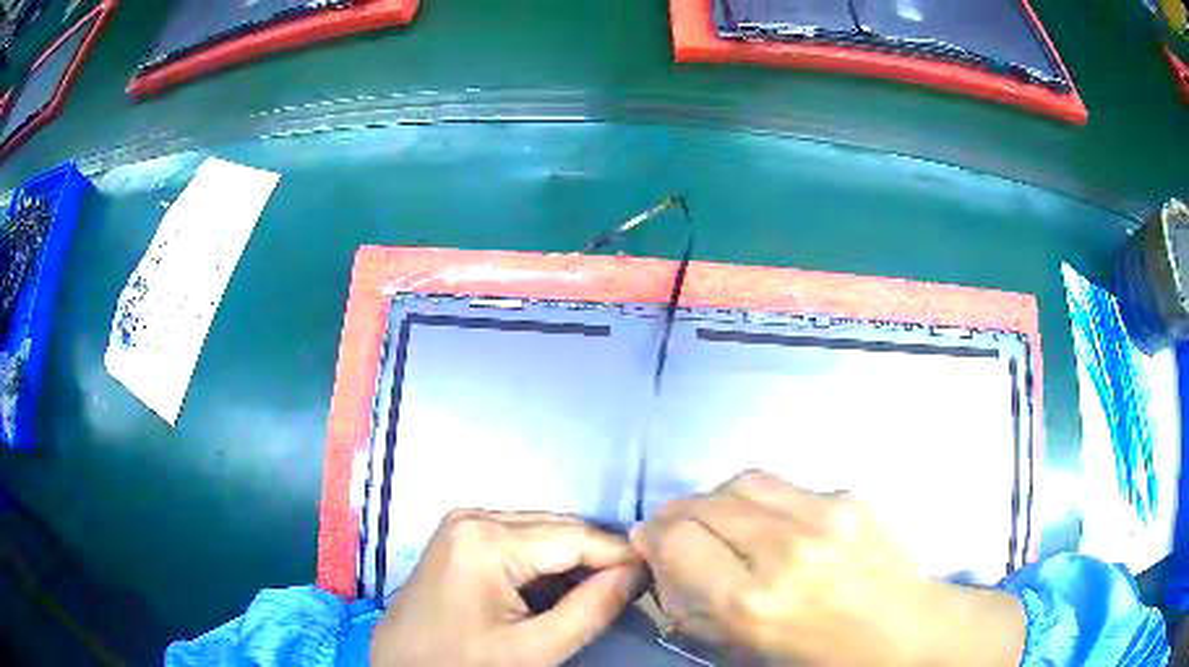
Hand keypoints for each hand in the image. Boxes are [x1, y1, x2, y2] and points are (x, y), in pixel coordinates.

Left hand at [371, 510, 643, 666]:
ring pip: (539, 533)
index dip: (620, 556)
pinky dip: (543, 564)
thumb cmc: (464, 664)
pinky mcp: (458, 539)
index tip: (653, 576)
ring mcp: (461, 525)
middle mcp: (473, 516)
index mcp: (487, 538)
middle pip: (557, 529)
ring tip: (601, 591)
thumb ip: (591, 609)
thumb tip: (635, 574)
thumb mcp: (533, 649)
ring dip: (572, 561)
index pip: (575, 537)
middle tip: (632, 587)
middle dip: (596, 558)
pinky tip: (560, 590)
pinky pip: (515, 542)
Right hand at [630, 471, 1025, 665]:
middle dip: (678, 513)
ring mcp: (824, 514)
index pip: (677, 540)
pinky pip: (786, 485)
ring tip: (720, 518)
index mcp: (754, 602)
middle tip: (676, 528)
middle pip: (705, 503)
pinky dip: (762, 499)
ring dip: (718, 498)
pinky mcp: (850, 497)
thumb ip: (699, 607)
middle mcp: (784, 549)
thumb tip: (666, 566)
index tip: (649, 543)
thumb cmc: (824, 657)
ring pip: (743, 481)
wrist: (907, 632)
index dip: (653, 537)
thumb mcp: (748, 649)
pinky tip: (774, 522)